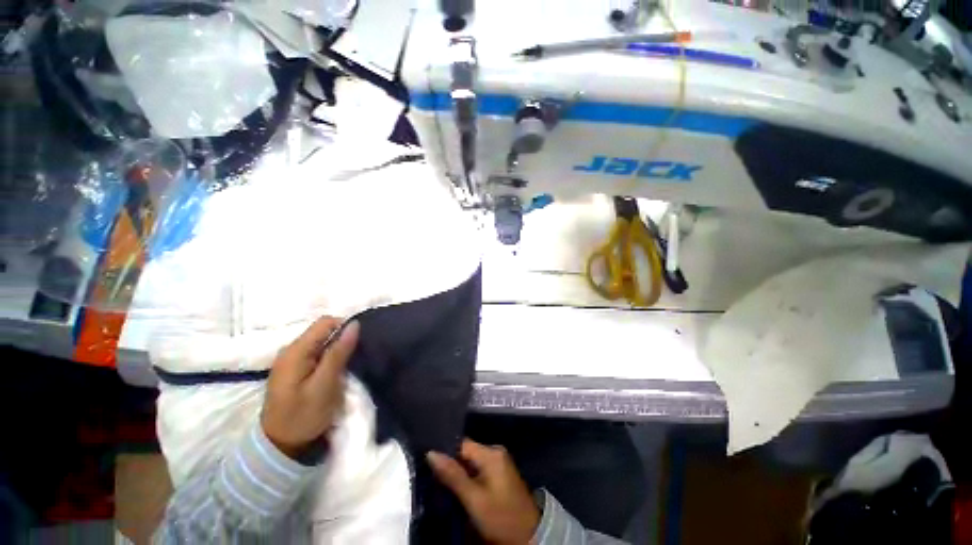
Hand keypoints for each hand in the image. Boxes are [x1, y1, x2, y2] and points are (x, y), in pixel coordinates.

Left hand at [261, 317, 359, 459]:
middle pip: (321, 331)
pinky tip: (332, 372)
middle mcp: (289, 351)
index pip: (325, 322)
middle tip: (352, 359)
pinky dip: (327, 358)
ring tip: (344, 367)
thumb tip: (354, 324)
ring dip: (335, 350)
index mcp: (295, 351)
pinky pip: (314, 353)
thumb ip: (338, 353)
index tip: (357, 345)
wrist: (280, 446)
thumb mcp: (325, 385)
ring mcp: (289, 361)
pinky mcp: (292, 370)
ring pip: (319, 342)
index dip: (344, 327)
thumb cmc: (304, 416)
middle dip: (340, 339)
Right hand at [428, 439, 540, 544]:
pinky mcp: (500, 473)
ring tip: (441, 482)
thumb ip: (453, 475)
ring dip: (458, 472)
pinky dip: (468, 477)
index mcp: (491, 452)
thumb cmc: (501, 516)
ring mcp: (499, 462)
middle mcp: (495, 451)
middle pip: (466, 452)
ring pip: (471, 461)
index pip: (461, 443)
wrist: (529, 535)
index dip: (445, 452)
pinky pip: (478, 468)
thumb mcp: (474, 499)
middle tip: (432, 476)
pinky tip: (458, 487)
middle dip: (451, 464)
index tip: (427, 462)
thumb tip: (431, 453)